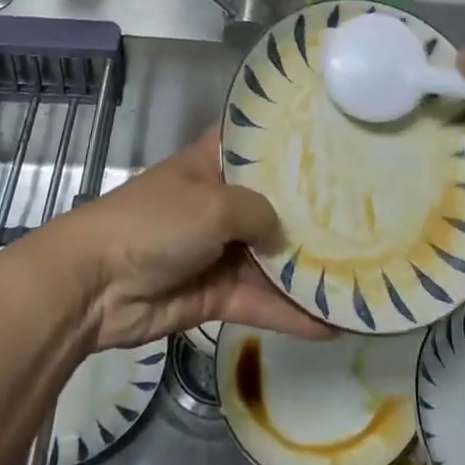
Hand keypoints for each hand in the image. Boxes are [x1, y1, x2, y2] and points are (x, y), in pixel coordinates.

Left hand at [55, 128, 333, 351]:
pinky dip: (290, 314)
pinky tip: (332, 325)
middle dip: (312, 210)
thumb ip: (260, 212)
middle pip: (275, 202)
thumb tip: (285, 236)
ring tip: (360, 276)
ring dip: (307, 269)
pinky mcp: (216, 294)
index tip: (336, 140)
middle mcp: (222, 200)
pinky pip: (261, 300)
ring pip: (272, 257)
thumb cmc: (155, 221)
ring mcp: (220, 248)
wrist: (96, 286)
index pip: (258, 142)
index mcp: (215, 162)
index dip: (291, 141)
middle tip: (368, 212)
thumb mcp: (214, 203)